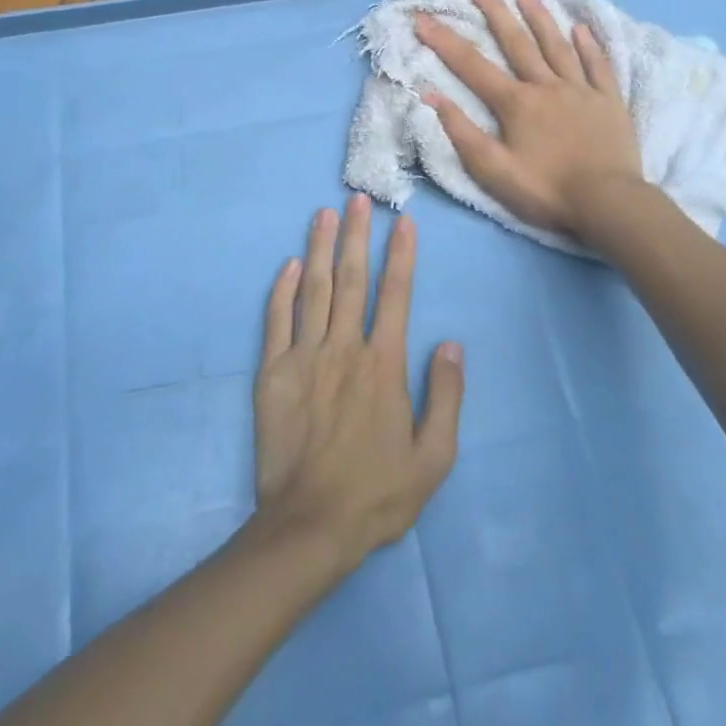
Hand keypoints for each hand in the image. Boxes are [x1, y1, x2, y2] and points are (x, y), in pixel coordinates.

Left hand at [254, 196, 463, 567]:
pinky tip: (289, 264)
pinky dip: (283, 289)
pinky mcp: (273, 373)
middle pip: (352, 280)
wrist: (309, 526)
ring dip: (320, 248)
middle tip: (358, 199)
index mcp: (384, 365)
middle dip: (357, 235)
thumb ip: (447, 397)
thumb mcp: (433, 458)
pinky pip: (277, 320)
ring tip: (324, 214)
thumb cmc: (377, 493)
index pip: (396, 295)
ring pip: (314, 290)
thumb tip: (452, 344)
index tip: (403, 223)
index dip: (400, 256)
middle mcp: (345, 348)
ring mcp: (305, 357)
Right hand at [414, 0, 641, 237]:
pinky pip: (597, 66)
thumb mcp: (493, 170)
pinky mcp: (608, 101)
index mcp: (516, 103)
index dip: (444, 41)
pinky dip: (589, 46)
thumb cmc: (546, 190)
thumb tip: (430, 95)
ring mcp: (580, 90)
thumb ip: (461, 132)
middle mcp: (546, 86)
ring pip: (557, 46)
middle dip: (495, 12)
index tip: (422, 17)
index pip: (472, 66)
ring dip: (540, 18)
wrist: (608, 204)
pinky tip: (581, 28)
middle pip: (517, 43)